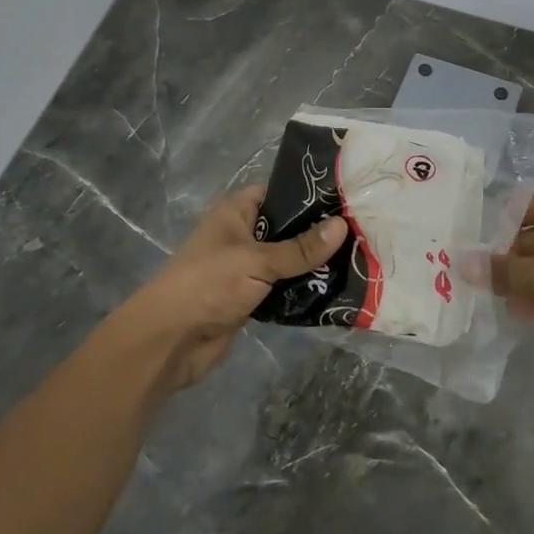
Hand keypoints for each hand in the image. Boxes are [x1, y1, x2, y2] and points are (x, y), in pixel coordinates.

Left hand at [113, 187, 345, 396]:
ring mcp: (247, 268)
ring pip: (289, 260)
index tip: (349, 199)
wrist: (169, 341)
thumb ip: (300, 248)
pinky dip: (305, 289)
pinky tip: (337, 289)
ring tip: (360, 259)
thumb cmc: (208, 285)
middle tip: (363, 232)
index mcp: (237, 212)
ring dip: (315, 265)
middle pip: (289, 228)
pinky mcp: (252, 297)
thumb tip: (343, 226)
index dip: (311, 195)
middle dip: (320, 234)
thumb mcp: (257, 261)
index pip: (280, 193)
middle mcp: (243, 235)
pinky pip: (285, 287)